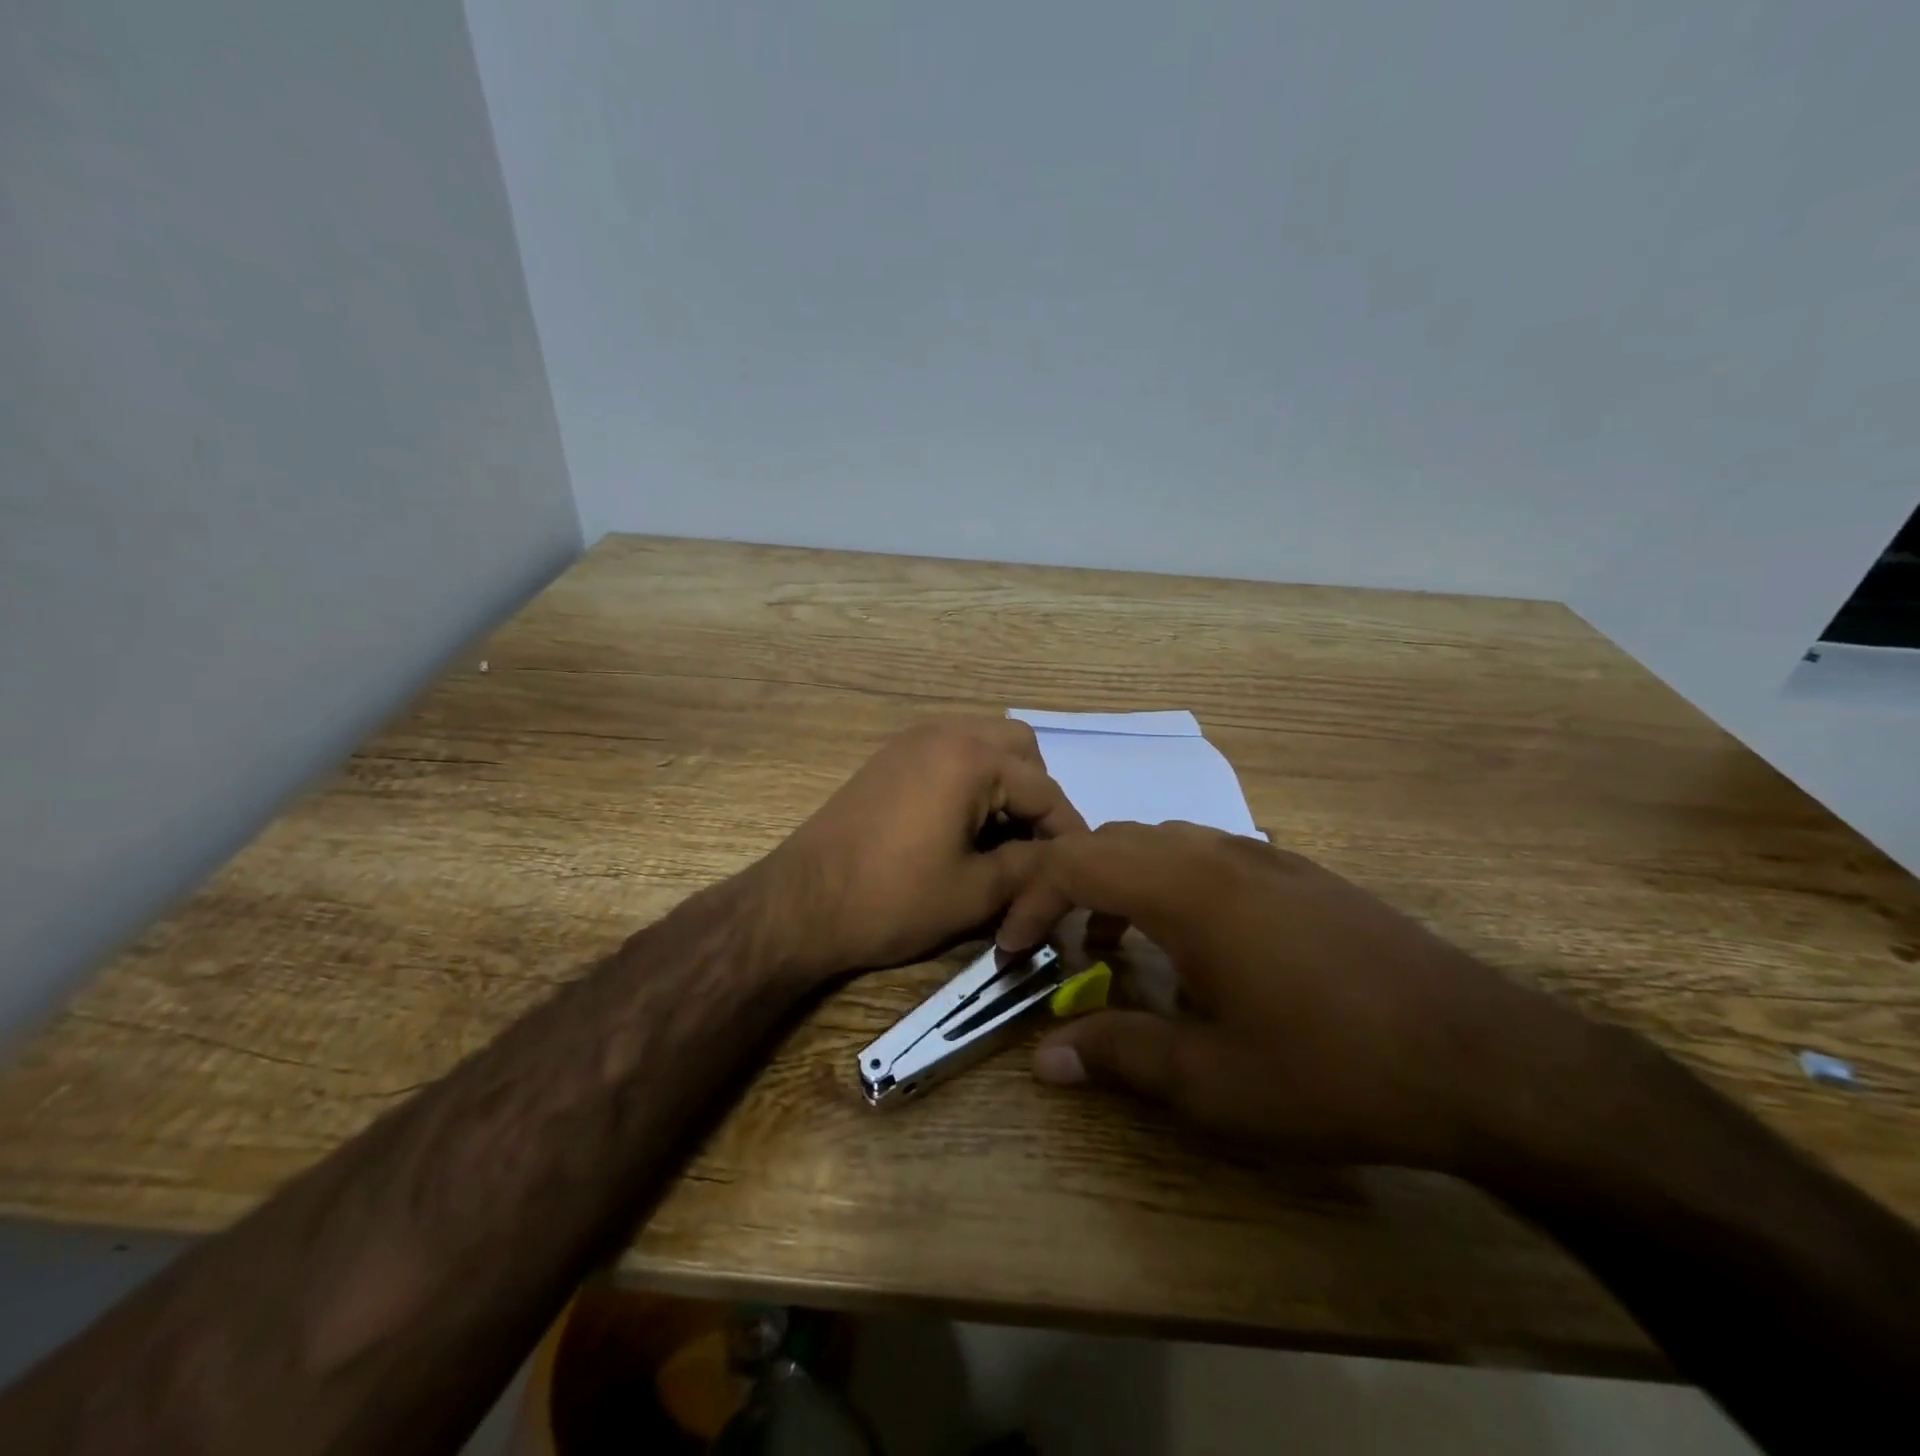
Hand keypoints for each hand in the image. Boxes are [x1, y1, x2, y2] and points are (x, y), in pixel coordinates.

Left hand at [761, 717, 1085, 982]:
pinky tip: (963, 825)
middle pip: (1020, 749)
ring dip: (1004, 784)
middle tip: (1032, 845)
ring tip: (1000, 837)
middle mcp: (945, 732)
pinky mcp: (890, 757)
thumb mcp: (976, 892)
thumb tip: (1065, 862)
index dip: (1069, 833)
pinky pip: (950, 752)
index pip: (1045, 790)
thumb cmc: (893, 900)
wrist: (799, 904)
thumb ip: (1034, 868)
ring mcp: (912, 740)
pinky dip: (971, 780)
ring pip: (984, 745)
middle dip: (1036, 795)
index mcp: (972, 758)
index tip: (1079, 870)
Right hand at [999, 821, 1569, 1169]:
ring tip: (1115, 946)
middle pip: (1112, 841)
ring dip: (1119, 883)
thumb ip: (1120, 1055)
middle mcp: (1217, 854)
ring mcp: (1265, 857)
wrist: (1483, 1057)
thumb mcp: (1212, 1081)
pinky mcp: (1301, 874)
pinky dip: (1168, 884)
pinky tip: (1193, 944)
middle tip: (1052, 946)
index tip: (1010, 951)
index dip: (1030, 900)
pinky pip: (1206, 856)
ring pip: (1160, 843)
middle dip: (1066, 886)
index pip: (1076, 863)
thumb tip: (1045, 1057)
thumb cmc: (1332, 1068)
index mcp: (1185, 890)